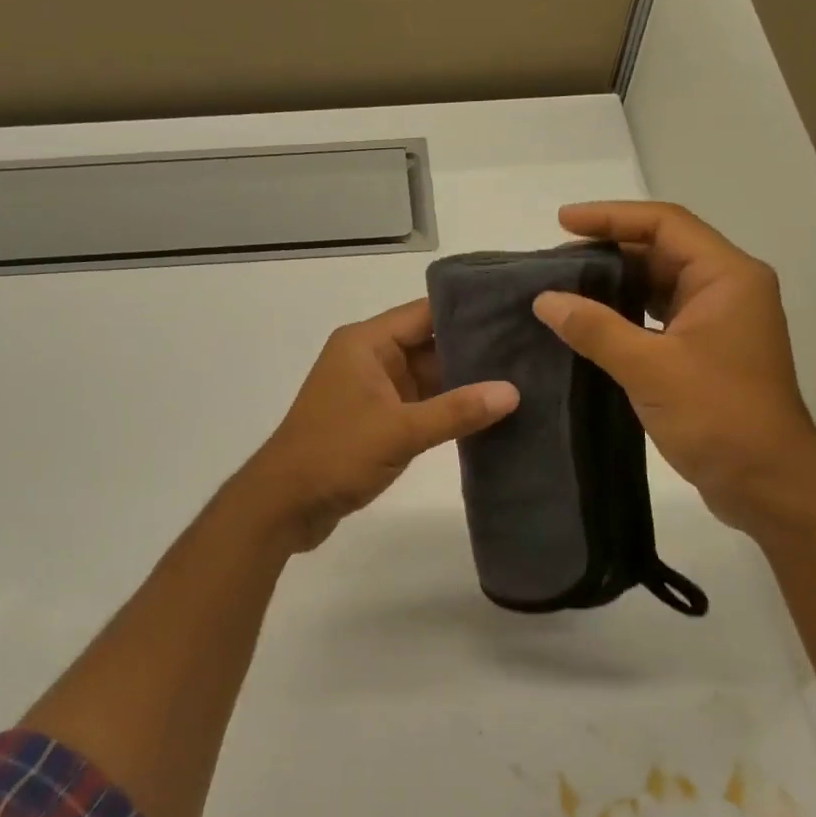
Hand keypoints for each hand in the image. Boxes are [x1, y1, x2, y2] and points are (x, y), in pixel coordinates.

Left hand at [240, 298, 518, 551]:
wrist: (284, 505)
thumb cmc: (335, 454)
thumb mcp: (400, 431)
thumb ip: (456, 411)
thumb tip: (513, 392)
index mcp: (366, 343)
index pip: (425, 313)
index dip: (469, 311)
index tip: (516, 311)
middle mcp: (369, 359)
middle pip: (430, 344)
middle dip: (475, 349)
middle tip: (531, 349)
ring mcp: (372, 391)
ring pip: (427, 377)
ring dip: (464, 383)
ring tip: (522, 379)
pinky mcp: (376, 421)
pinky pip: (420, 405)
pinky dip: (447, 409)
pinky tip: (489, 414)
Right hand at [532, 202, 815, 534]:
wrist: (766, 482)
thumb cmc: (718, 415)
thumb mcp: (650, 368)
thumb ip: (595, 329)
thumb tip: (545, 300)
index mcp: (726, 277)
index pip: (664, 224)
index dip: (611, 217)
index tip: (562, 221)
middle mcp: (727, 290)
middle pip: (661, 251)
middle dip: (608, 252)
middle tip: (554, 262)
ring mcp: (718, 323)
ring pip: (658, 287)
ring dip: (614, 285)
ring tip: (563, 289)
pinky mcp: (705, 354)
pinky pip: (658, 319)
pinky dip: (624, 316)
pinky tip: (589, 326)